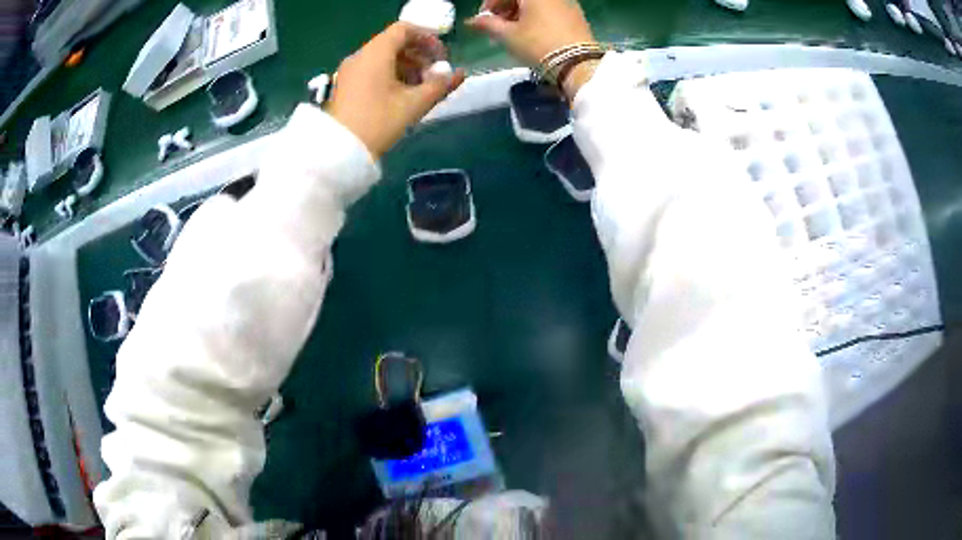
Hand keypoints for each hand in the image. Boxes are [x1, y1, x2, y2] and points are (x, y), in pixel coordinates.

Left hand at [327, 23, 465, 158]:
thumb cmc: (378, 122)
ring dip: (407, 67)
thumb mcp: (415, 104)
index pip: (404, 29)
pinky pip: (372, 70)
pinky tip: (402, 95)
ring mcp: (350, 71)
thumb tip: (457, 73)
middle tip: (435, 75)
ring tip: (421, 89)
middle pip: (394, 43)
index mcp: (376, 53)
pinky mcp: (345, 86)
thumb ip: (440, 85)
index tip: (441, 57)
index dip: (427, 38)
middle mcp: (360, 56)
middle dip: (419, 55)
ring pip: (383, 57)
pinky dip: (391, 75)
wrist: (339, 152)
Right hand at [466, 0, 594, 67]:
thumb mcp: (507, 36)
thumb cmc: (538, 45)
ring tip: (513, 35)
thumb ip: (487, 24)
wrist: (579, 65)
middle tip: (497, 29)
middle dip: (505, 10)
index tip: (483, 20)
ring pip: (536, 4)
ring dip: (520, 15)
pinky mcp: (577, 16)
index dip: (490, 4)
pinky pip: (550, 11)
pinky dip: (537, 18)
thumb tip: (472, 21)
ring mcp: (567, 3)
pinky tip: (532, 35)